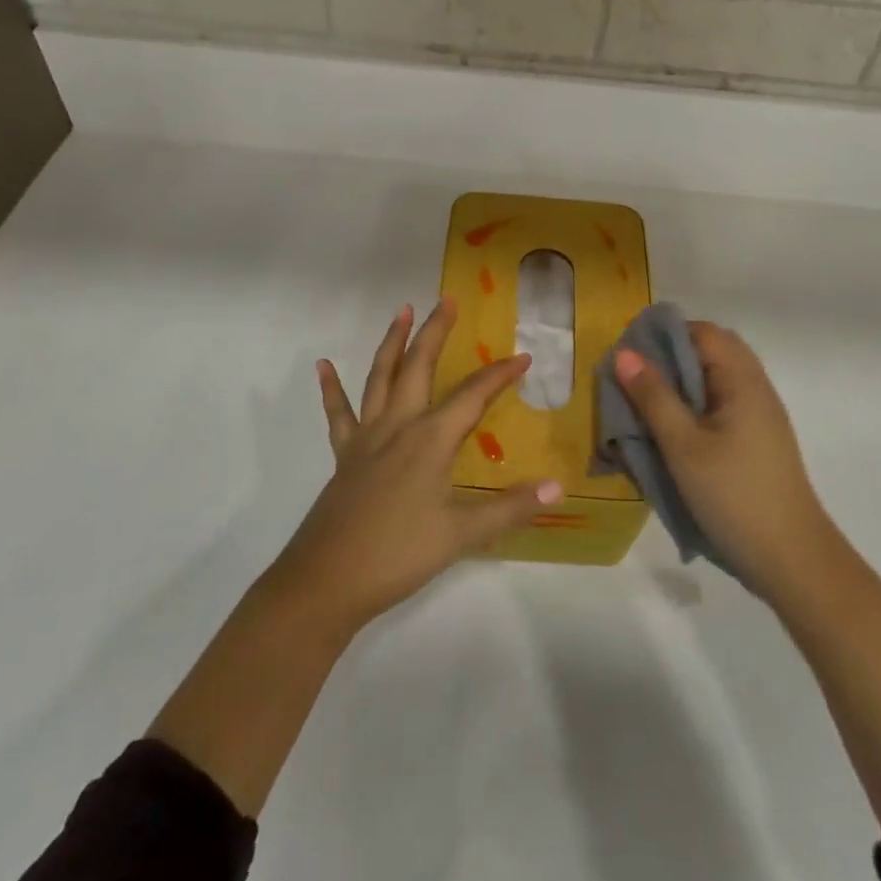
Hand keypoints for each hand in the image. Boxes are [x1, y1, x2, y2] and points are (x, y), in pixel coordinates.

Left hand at [268, 299, 563, 631]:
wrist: (328, 581)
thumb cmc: (399, 555)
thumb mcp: (462, 535)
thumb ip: (511, 507)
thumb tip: (558, 486)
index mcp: (430, 439)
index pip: (473, 395)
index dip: (500, 375)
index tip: (524, 357)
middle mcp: (398, 425)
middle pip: (419, 366)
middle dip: (436, 331)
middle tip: (447, 300)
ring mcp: (367, 437)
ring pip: (380, 377)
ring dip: (392, 342)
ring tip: (401, 311)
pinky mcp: (344, 455)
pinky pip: (338, 413)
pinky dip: (331, 388)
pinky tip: (323, 365)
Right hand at [614, 322, 831, 598]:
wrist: (792, 560)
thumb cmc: (734, 496)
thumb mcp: (683, 445)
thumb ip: (654, 396)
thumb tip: (624, 353)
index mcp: (743, 379)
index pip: (702, 332)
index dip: (664, 334)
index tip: (629, 354)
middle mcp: (756, 387)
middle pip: (711, 351)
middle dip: (670, 357)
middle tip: (634, 379)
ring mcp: (760, 415)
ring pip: (716, 379)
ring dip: (681, 384)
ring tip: (647, 405)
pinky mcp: (758, 440)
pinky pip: (722, 404)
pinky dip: (695, 406)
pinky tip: (673, 432)